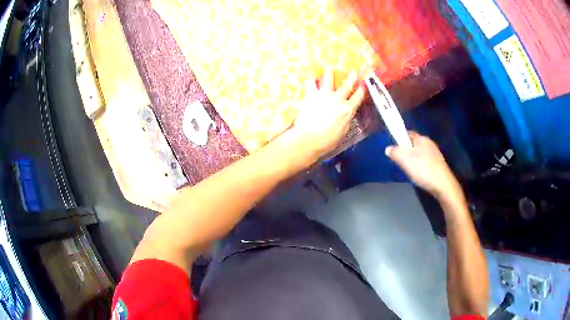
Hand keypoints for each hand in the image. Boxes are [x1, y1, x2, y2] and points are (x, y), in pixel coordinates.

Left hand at [283, 67, 364, 161]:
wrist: (308, 139)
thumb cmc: (327, 141)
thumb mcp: (343, 132)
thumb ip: (346, 120)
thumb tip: (347, 114)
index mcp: (347, 110)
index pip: (358, 97)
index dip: (361, 90)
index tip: (363, 85)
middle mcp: (338, 100)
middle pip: (347, 86)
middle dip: (351, 78)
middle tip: (353, 71)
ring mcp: (324, 95)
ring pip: (328, 80)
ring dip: (329, 73)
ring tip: (328, 67)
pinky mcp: (311, 95)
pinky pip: (310, 83)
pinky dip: (310, 79)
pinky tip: (309, 76)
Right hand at [385, 132, 460, 199]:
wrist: (443, 185)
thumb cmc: (423, 170)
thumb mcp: (405, 161)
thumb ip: (395, 153)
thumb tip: (388, 148)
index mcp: (421, 138)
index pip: (407, 133)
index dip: (399, 139)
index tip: (394, 149)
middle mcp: (429, 143)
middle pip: (414, 144)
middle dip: (406, 151)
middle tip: (400, 162)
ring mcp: (435, 153)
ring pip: (420, 153)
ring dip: (414, 159)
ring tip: (410, 171)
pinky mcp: (438, 164)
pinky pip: (426, 161)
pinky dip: (421, 166)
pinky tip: (420, 175)